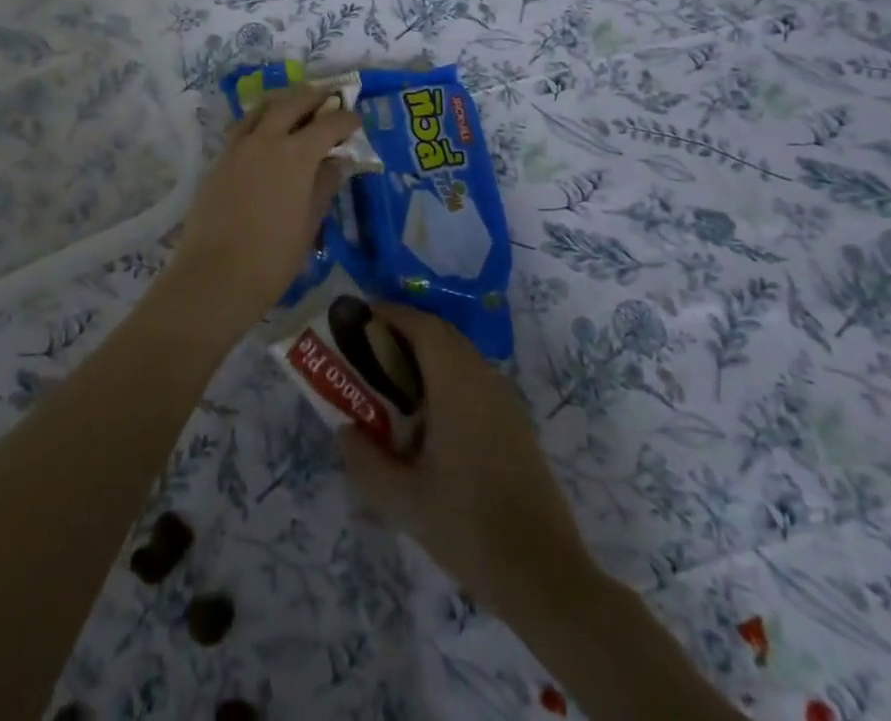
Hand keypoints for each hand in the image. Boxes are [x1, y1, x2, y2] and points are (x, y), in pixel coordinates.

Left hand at [158, 83, 360, 335]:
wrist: (215, 275)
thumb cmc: (273, 258)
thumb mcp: (309, 224)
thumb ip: (323, 186)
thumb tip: (335, 163)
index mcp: (295, 155)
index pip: (328, 125)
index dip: (346, 120)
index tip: (357, 121)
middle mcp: (266, 141)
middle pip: (292, 103)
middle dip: (313, 96)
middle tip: (329, 97)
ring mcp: (238, 148)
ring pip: (261, 109)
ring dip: (282, 101)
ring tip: (295, 104)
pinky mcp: (219, 161)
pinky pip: (242, 128)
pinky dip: (258, 120)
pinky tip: (264, 132)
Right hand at [338, 304, 595, 609]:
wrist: (545, 576)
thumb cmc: (469, 527)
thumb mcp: (402, 500)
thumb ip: (364, 460)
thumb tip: (345, 430)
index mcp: (457, 384)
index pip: (421, 325)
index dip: (388, 313)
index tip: (356, 318)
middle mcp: (484, 379)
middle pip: (440, 334)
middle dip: (402, 332)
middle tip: (366, 348)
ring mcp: (505, 400)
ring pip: (458, 356)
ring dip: (424, 355)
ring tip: (388, 381)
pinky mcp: (515, 423)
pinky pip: (473, 379)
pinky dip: (444, 377)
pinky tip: (425, 417)